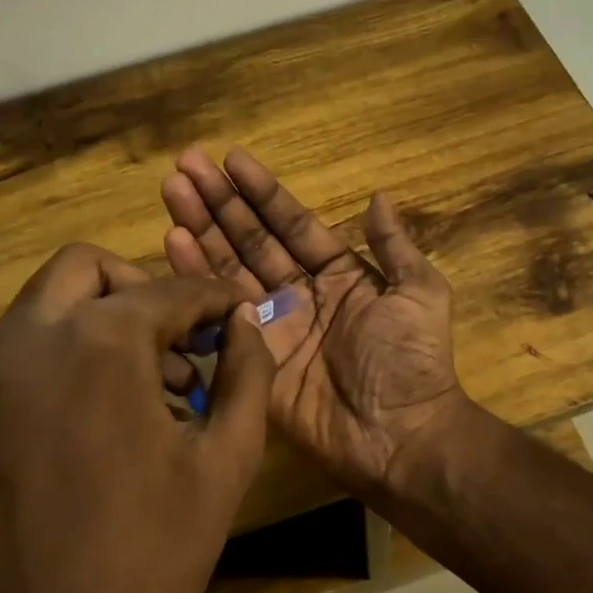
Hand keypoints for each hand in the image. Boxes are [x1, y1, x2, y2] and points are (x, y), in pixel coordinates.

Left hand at [0, 244, 273, 592]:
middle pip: (88, 268)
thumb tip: (245, 324)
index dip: (214, 297)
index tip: (239, 311)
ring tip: (160, 384)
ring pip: (50, 303)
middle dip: (144, 289)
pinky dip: (73, 349)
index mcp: (98, 341)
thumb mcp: (227, 458)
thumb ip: (248, 373)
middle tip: (185, 338)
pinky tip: (113, 411)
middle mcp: (29, 338)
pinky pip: (28, 347)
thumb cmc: (154, 552)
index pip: (169, 290)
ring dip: (106, 317)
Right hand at [160, 146, 468, 494]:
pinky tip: (173, 242)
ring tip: (171, 191)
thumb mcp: (420, 293)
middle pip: (251, 238)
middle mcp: (298, 292)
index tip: (231, 159)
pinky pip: (220, 312)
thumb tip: (378, 195)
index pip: (291, 223)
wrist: (401, 434)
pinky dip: (195, 277)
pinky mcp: (251, 356)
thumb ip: (395, 246)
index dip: (262, 192)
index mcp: (337, 273)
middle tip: (185, 165)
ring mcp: (271, 324)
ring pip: (228, 267)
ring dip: (200, 229)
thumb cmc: (413, 360)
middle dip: (219, 202)